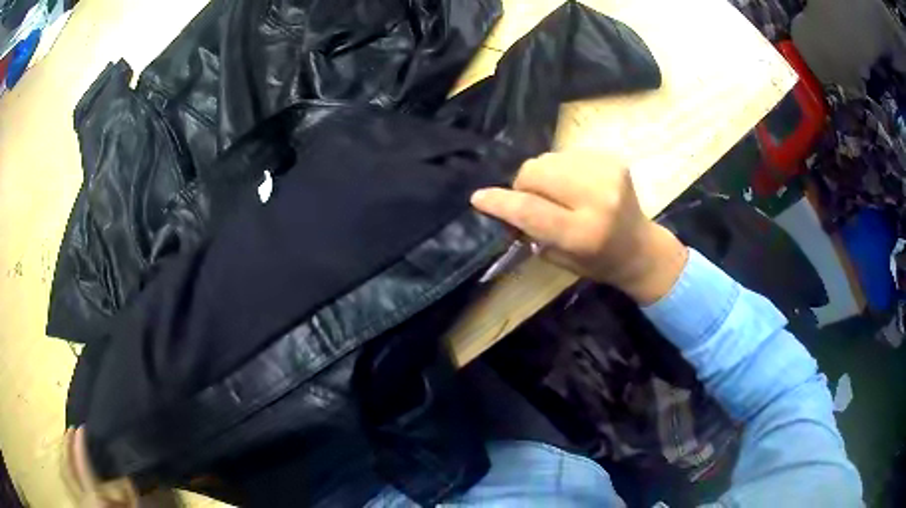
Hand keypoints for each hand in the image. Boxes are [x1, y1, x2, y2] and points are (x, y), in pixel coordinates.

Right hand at [470, 152, 687, 303]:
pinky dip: (562, 169)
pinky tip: (576, 186)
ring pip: (549, 158)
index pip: (530, 209)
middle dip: (524, 185)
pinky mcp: (612, 159)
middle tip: (533, 201)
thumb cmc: (598, 262)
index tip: (479, 198)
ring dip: (543, 175)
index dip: (500, 202)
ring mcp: (607, 173)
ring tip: (559, 194)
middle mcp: (597, 198)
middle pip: (536, 172)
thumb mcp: (560, 258)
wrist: (641, 248)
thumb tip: (505, 204)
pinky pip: (567, 154)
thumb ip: (531, 230)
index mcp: (583, 233)